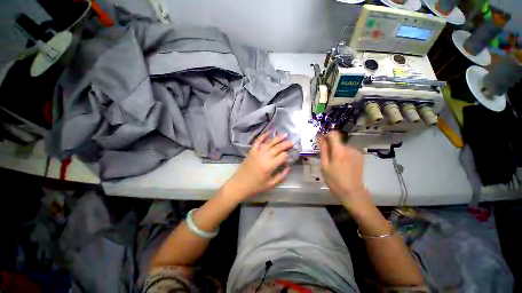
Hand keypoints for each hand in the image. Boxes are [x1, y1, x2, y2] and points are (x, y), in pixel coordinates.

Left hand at [225, 131, 292, 200]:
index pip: (282, 156)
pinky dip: (263, 136)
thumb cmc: (255, 186)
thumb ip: (281, 176)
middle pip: (277, 148)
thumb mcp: (270, 184)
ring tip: (285, 134)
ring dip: (277, 138)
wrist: (239, 184)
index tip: (291, 155)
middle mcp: (264, 156)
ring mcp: (257, 152)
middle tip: (292, 141)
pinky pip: (258, 141)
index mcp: (269, 166)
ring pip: (269, 143)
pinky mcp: (251, 151)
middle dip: (286, 144)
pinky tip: (269, 132)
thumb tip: (288, 167)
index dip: (287, 155)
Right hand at [318, 131, 369, 207]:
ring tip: (335, 164)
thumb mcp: (325, 165)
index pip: (333, 134)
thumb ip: (323, 150)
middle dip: (331, 146)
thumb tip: (320, 138)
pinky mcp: (360, 157)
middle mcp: (350, 148)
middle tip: (327, 159)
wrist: (352, 192)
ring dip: (337, 151)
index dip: (326, 135)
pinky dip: (344, 155)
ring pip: (343, 146)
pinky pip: (348, 151)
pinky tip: (343, 165)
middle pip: (338, 141)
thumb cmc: (334, 180)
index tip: (322, 141)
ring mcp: (356, 152)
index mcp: (339, 150)